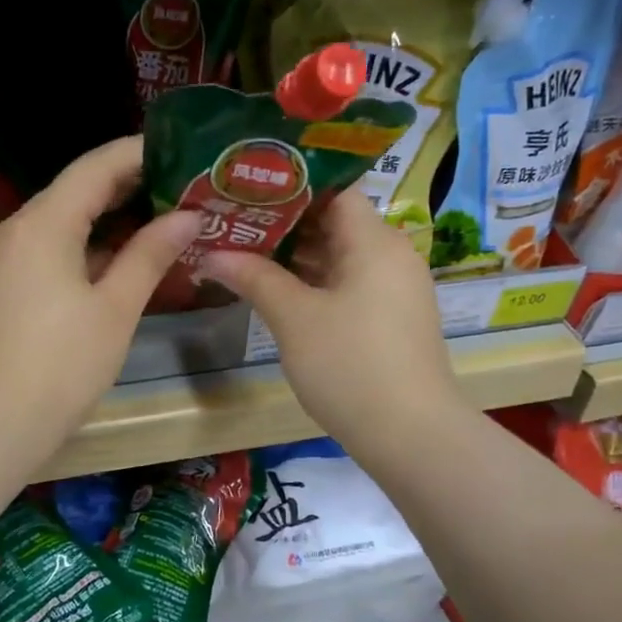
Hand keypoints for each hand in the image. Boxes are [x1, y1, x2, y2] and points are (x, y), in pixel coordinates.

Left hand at [0, 136, 198, 455]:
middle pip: (71, 194)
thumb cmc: (60, 368)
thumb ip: (150, 255)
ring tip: (152, 225)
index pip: (94, 168)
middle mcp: (10, 230)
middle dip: (124, 189)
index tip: (176, 150)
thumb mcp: (114, 310)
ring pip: (54, 226)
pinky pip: (38, 253)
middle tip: (176, 189)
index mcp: (41, 225)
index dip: (136, 153)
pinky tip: (108, 265)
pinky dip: (76, 250)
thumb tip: (187, 216)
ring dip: (101, 223)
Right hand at [203, 194, 464, 458]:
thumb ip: (254, 277)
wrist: (410, 435)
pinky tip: (280, 291)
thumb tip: (212, 253)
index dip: (292, 186)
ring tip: (246, 252)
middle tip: (236, 221)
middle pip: (336, 222)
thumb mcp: (294, 318)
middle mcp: (392, 255)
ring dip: (298, 256)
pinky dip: (317, 282)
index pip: (334, 190)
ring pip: (342, 256)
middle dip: (285, 223)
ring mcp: (396, 289)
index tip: (249, 189)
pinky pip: (351, 284)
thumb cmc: (350, 365)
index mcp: (375, 241)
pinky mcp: (393, 319)